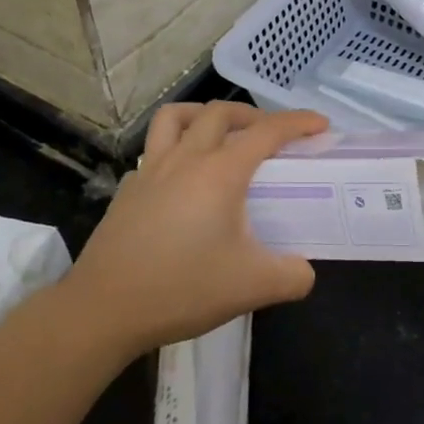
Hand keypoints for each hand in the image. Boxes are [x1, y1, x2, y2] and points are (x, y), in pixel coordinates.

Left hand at [59, 102, 327, 357]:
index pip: (267, 131)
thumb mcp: (252, 287)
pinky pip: (154, 151)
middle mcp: (186, 159)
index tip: (320, 124)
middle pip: (220, 112)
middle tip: (272, 135)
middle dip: (253, 114)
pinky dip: (174, 149)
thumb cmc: (181, 289)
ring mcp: (151, 171)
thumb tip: (305, 271)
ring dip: (204, 115)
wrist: (103, 310)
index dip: (298, 122)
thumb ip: (291, 276)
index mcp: (220, 172)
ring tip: (221, 135)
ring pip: (176, 118)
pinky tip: (181, 178)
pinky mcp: (128, 190)